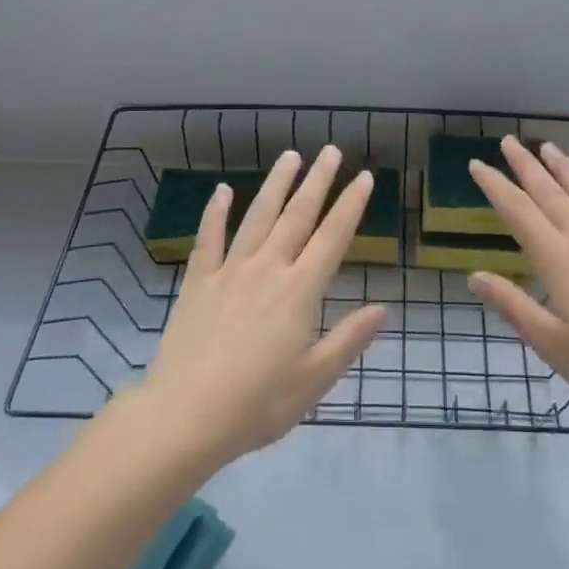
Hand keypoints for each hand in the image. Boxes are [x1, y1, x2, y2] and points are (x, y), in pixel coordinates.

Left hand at [139, 145, 387, 467]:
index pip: (332, 238)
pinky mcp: (198, 282)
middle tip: (330, 152)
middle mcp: (267, 269)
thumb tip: (383, 309)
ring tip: (289, 156)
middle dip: (317, 181)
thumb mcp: (314, 380)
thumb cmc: (257, 404)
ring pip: (257, 217)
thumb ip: (348, 340)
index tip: (363, 178)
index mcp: (299, 292)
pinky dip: (215, 213)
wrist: (185, 416)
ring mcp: (229, 271)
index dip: (350, 206)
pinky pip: (208, 239)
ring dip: (275, 184)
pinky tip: (222, 191)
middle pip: (297, 216)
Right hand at [466, 135, 568, 422]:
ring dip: (566, 169)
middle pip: (550, 193)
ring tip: (550, 147)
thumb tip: (475, 276)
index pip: (518, 211)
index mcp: (558, 258)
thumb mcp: (549, 342)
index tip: (476, 164)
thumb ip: (512, 305)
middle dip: (526, 166)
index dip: (495, 186)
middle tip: (509, 141)